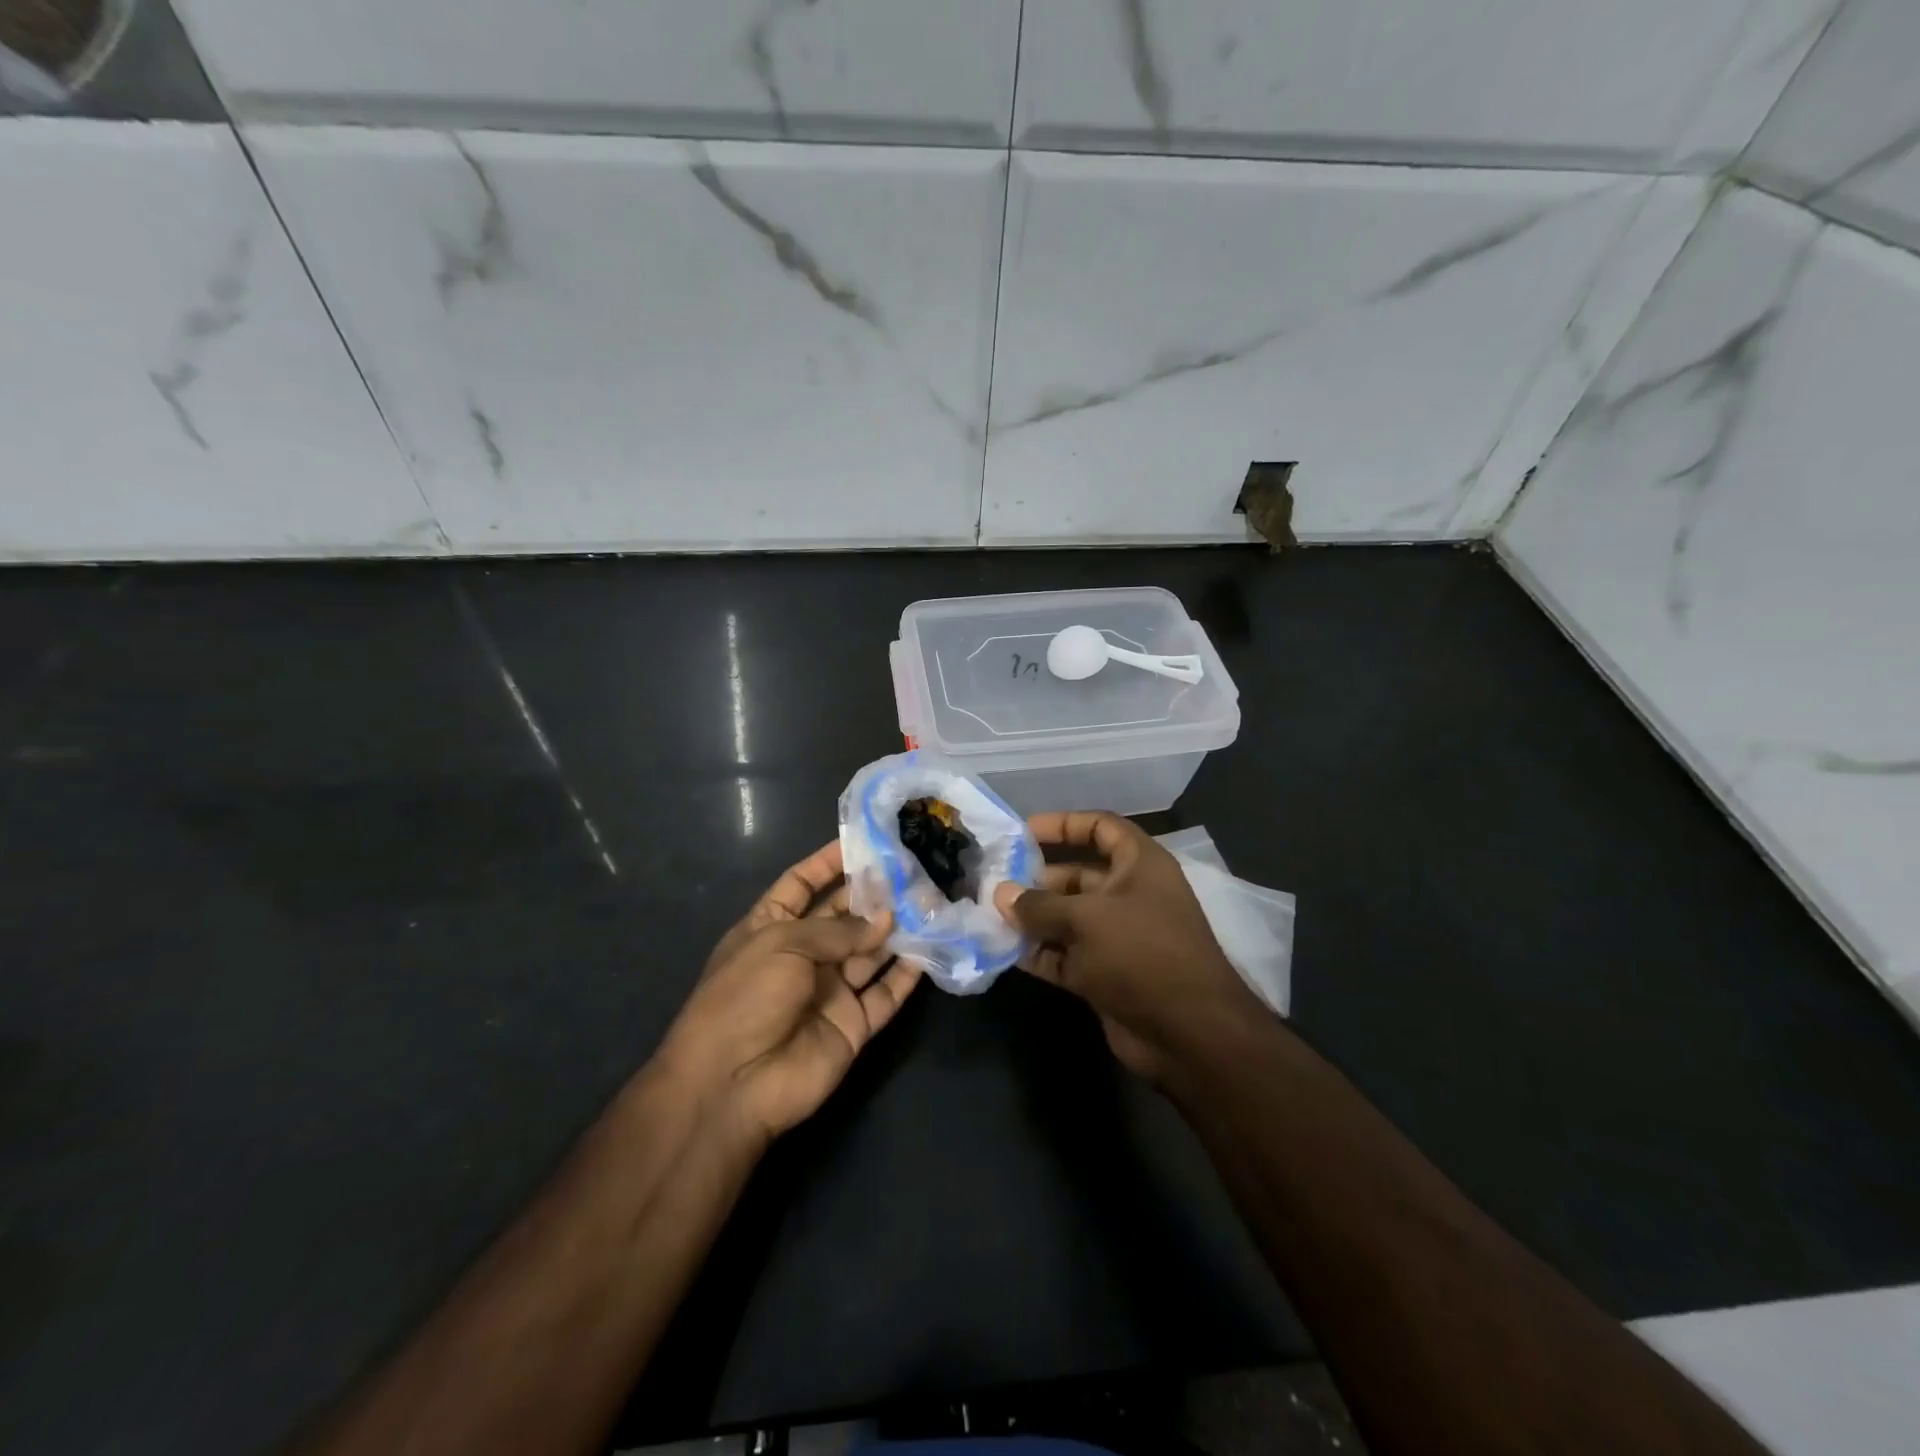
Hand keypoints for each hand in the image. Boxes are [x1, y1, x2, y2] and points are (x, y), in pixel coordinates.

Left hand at [661, 841, 921, 1143]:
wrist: (733, 1084)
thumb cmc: (745, 997)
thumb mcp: (783, 944)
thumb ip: (837, 930)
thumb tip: (884, 919)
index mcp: (771, 927)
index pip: (802, 884)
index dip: (828, 862)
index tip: (863, 841)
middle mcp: (803, 955)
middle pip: (843, 916)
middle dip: (873, 894)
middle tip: (913, 869)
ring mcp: (829, 990)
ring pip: (870, 952)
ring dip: (897, 930)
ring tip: (931, 901)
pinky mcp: (853, 1024)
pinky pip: (885, 993)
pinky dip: (907, 974)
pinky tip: (931, 948)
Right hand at [995, 811, 1260, 1080]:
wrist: (1188, 1034)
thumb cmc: (1141, 954)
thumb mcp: (1087, 918)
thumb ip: (1039, 905)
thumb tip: (1000, 894)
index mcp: (1139, 865)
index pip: (1101, 827)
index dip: (1063, 824)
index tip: (1023, 832)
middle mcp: (1129, 895)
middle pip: (1077, 875)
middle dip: (1037, 878)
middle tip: (994, 882)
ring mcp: (1117, 938)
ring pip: (1067, 918)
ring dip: (1032, 918)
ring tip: (990, 915)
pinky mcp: (1104, 974)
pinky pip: (1064, 954)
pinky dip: (1038, 952)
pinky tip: (1003, 950)